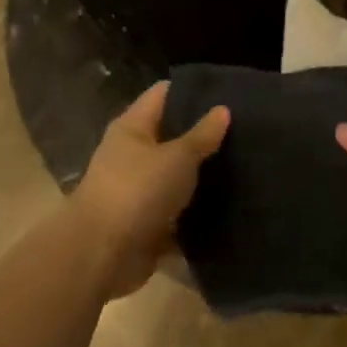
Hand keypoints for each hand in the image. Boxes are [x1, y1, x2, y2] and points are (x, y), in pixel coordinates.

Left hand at [72, 82, 227, 298]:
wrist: (102, 255)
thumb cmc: (138, 190)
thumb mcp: (178, 157)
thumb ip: (202, 134)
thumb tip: (223, 108)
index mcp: (132, 128)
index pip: (163, 95)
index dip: (192, 90)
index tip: (227, 91)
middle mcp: (130, 155)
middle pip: (170, 136)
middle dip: (202, 135)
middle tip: (244, 130)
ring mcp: (137, 191)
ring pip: (175, 176)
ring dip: (201, 177)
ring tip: (244, 166)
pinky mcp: (145, 225)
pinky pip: (176, 213)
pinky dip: (195, 213)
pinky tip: (229, 207)